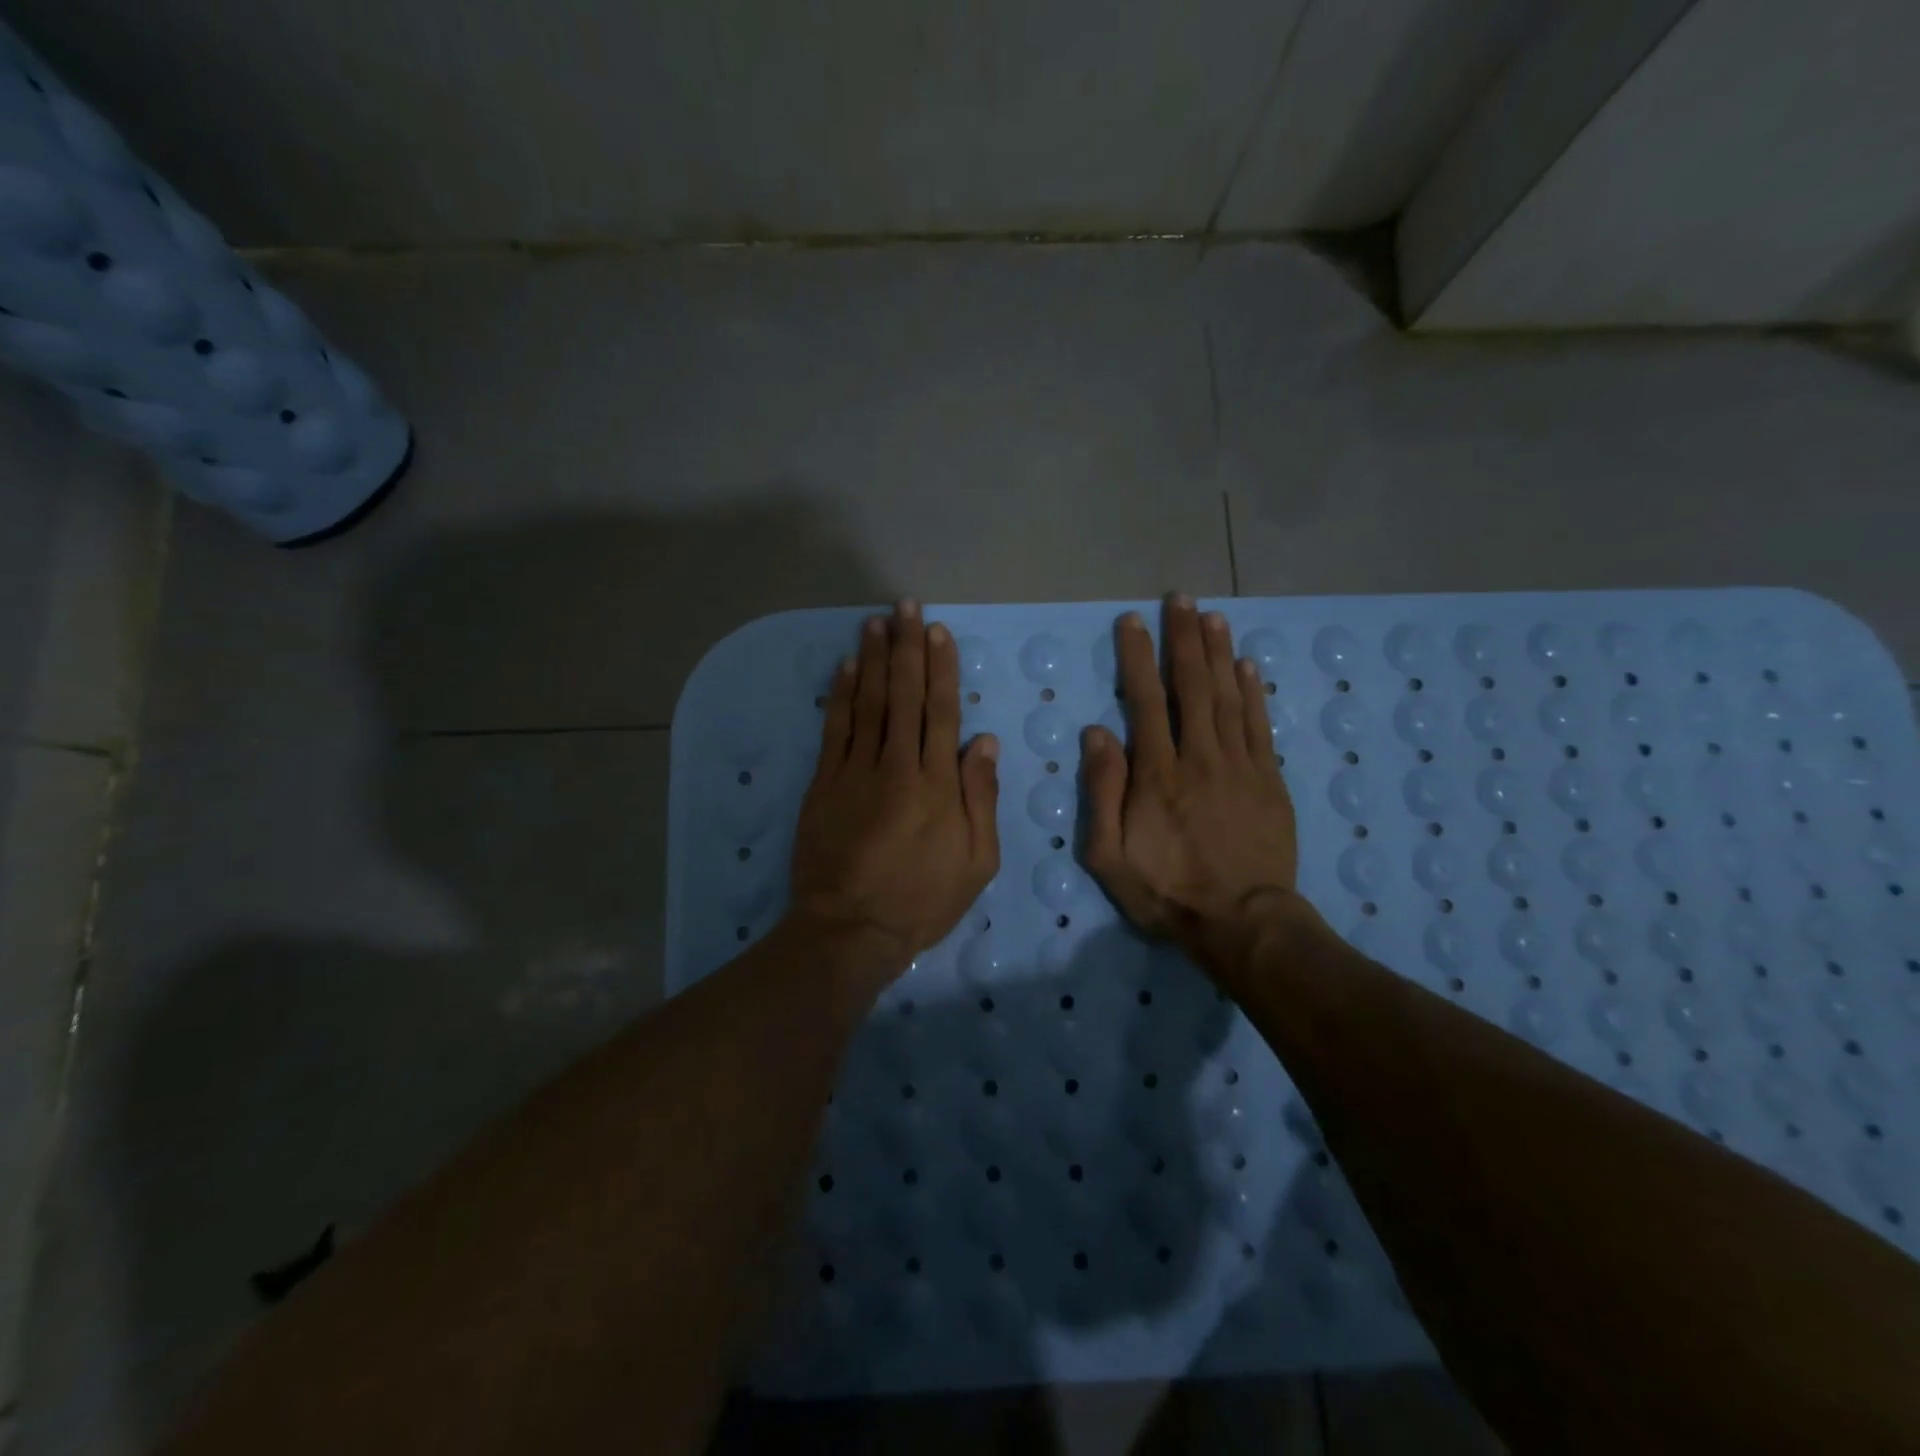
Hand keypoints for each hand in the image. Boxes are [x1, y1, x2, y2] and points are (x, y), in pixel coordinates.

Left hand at [787, 601, 1000, 996]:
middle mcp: (897, 766)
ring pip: (868, 703)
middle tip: (906, 607)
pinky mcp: (824, 785)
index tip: (937, 632)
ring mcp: (855, 772)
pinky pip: (835, 730)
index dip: (941, 668)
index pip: (941, 712)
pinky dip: (840, 695)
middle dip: (907, 648)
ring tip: (876, 622)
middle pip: (904, 696)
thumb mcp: (977, 862)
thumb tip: (982, 741)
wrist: (851, 929)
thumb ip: (981, 798)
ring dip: (873, 659)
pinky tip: (845, 667)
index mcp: (938, 784)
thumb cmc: (922, 901)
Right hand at [1082, 595, 1308, 977]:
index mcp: (1157, 773)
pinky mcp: (1269, 780)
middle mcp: (1199, 757)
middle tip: (1180, 599)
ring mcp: (1240, 766)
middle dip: (1183, 639)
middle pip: (1191, 686)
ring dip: (1219, 653)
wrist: (1242, 923)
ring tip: (1212, 616)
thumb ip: (1102, 792)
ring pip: (1228, 697)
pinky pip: (1260, 726)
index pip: (1145, 700)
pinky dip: (1254, 692)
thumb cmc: (1166, 892)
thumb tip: (1097, 733)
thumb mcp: (1109, 855)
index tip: (1132, 621)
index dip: (1137, 657)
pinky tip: (1249, 665)